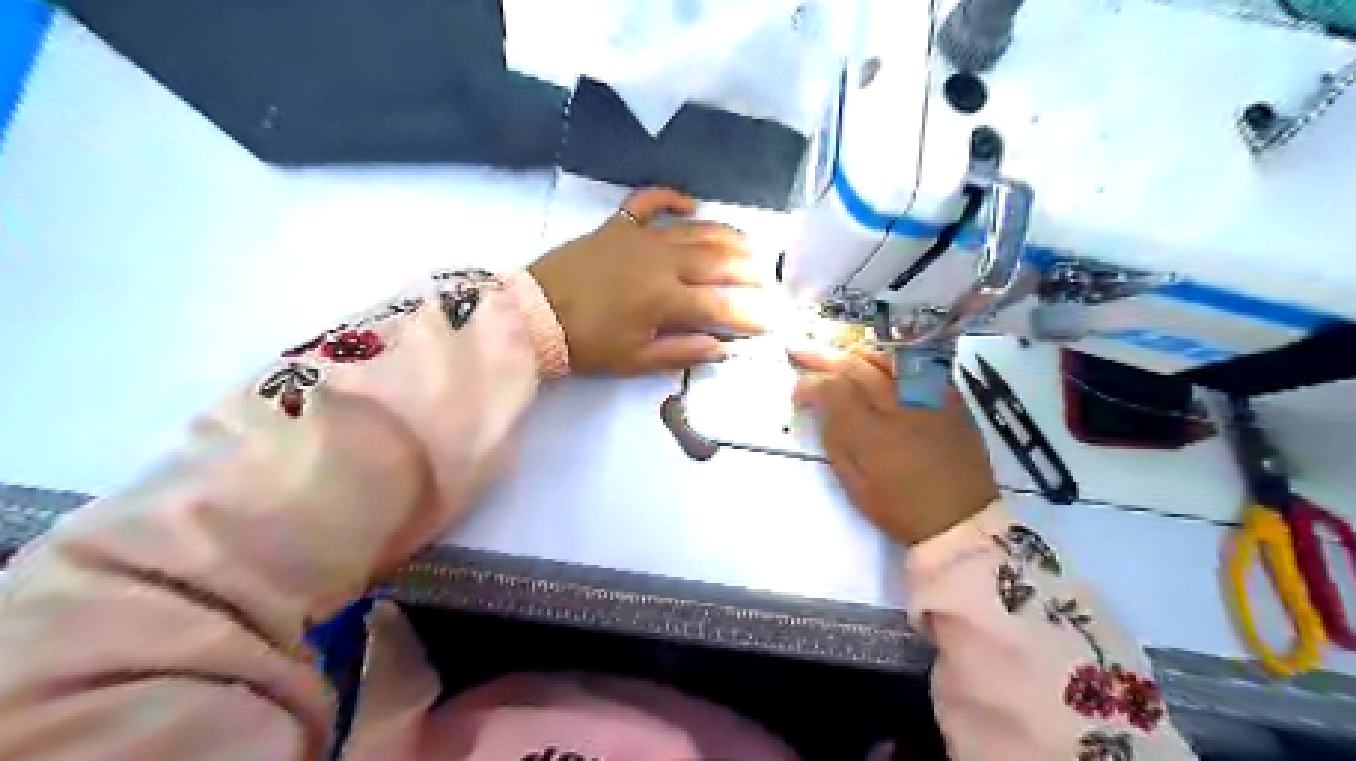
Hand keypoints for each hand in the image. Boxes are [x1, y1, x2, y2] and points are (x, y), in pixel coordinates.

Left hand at [529, 186, 773, 371]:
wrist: (535, 315)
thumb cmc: (587, 344)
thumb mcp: (634, 360)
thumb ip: (681, 352)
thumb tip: (723, 348)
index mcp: (665, 299)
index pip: (720, 305)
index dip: (751, 314)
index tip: (772, 321)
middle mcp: (661, 261)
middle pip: (717, 260)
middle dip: (751, 269)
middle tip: (771, 278)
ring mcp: (640, 237)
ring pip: (695, 229)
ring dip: (728, 235)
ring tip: (752, 243)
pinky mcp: (618, 225)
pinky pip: (649, 201)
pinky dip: (671, 197)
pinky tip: (691, 203)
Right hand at [797, 346, 992, 542]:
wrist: (962, 520)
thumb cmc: (900, 508)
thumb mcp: (854, 483)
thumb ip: (834, 440)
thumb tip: (819, 407)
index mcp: (871, 433)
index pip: (832, 389)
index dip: (809, 384)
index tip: (797, 394)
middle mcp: (899, 406)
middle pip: (856, 367)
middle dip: (825, 358)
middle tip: (802, 352)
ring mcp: (929, 397)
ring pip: (886, 359)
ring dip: (856, 354)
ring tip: (838, 354)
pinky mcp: (951, 397)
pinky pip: (917, 366)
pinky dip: (891, 361)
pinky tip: (878, 363)